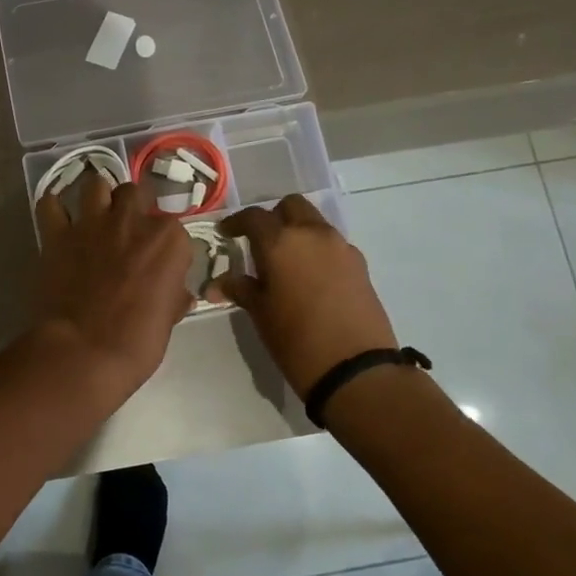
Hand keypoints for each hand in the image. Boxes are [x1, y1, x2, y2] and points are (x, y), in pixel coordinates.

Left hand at [33, 177, 192, 395]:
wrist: (84, 352)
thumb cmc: (137, 342)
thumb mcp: (169, 319)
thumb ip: (174, 296)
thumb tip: (178, 295)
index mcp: (168, 240)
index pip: (174, 227)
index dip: (165, 244)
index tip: (160, 262)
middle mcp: (132, 220)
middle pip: (136, 193)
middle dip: (134, 207)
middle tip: (128, 231)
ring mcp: (92, 223)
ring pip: (96, 185)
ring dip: (97, 197)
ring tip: (96, 217)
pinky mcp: (57, 234)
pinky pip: (50, 204)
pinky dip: (54, 209)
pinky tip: (59, 221)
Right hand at [214, 195, 396, 395]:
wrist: (355, 368)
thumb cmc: (296, 339)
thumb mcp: (260, 313)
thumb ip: (240, 289)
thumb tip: (215, 284)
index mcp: (281, 242)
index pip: (254, 217)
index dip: (237, 222)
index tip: (227, 233)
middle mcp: (312, 234)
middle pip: (291, 206)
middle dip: (273, 217)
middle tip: (260, 242)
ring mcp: (340, 247)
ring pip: (314, 223)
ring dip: (298, 232)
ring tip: (286, 262)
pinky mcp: (360, 264)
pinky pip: (332, 245)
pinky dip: (317, 250)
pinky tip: (310, 278)